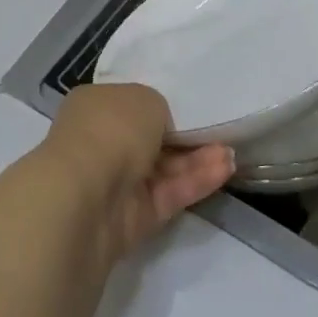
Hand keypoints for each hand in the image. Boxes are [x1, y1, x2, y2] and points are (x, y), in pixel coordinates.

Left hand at [40, 84, 233, 263]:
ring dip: (196, 160)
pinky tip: (224, 169)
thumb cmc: (110, 129)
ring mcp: (116, 182)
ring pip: (162, 169)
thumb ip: (158, 108)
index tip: (188, 105)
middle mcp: (101, 142)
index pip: (128, 103)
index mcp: (94, 106)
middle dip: (183, 136)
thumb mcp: (144, 98)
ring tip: (231, 152)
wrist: (86, 197)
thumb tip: (161, 127)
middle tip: (217, 129)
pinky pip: (168, 194)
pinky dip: (195, 182)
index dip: (158, 104)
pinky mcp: (133, 218)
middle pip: (148, 138)